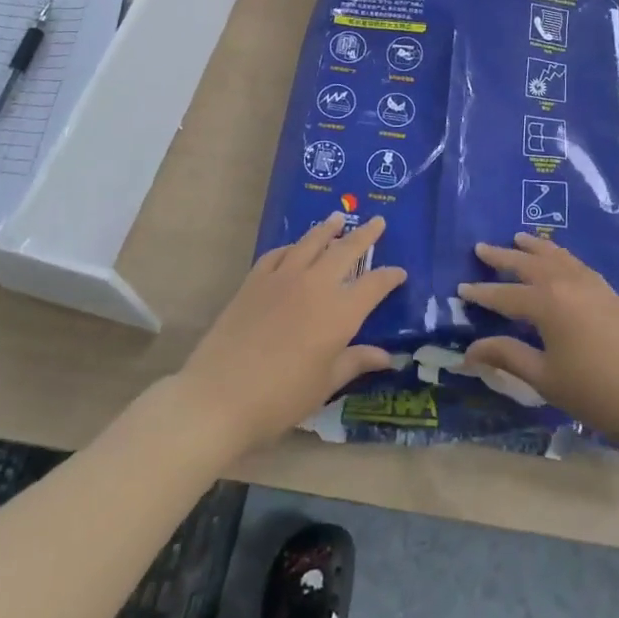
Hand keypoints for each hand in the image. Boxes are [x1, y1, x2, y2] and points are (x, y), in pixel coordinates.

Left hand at [178, 213, 405, 454]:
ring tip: (338, 218)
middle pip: (347, 250)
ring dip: (328, 228)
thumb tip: (387, 357)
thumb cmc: (280, 399)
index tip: (399, 272)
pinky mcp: (255, 280)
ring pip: (312, 242)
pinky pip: (278, 253)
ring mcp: (283, 278)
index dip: (390, 277)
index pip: (374, 285)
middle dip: (365, 235)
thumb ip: (355, 362)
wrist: (218, 397)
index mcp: (340, 312)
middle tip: (378, 221)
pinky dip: (292, 246)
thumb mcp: (325, 385)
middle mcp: (316, 285)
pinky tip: (295, 247)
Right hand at [458, 233, 618, 442]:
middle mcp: (565, 282)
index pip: (505, 294)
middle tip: (481, 248)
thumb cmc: (590, 389)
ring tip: (518, 238)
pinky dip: (558, 253)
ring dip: (533, 247)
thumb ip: (507, 355)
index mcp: (546, 303)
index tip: (461, 288)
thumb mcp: (542, 376)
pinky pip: (574, 261)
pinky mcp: (605, 289)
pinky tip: (556, 256)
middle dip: (502, 257)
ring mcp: (589, 282)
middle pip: (527, 263)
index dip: (482, 293)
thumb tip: (470, 350)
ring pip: (554, 255)